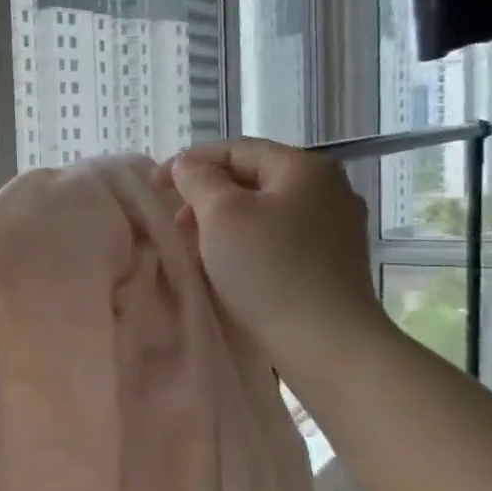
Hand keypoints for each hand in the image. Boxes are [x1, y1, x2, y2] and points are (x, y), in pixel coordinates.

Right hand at [159, 138, 388, 376]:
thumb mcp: (221, 214)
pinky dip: (249, 239)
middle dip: (208, 193)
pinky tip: (231, 262)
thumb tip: (188, 164)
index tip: (154, 183)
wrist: (326, 341)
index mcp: (304, 167)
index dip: (191, 162)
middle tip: (176, 220)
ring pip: (266, 208)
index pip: (236, 149)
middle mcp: (328, 188)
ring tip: (198, 244)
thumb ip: (199, 179)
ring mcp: (336, 226)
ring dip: (226, 219)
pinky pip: (280, 235)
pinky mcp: (333, 260)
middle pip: (253, 177)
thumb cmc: (268, 269)